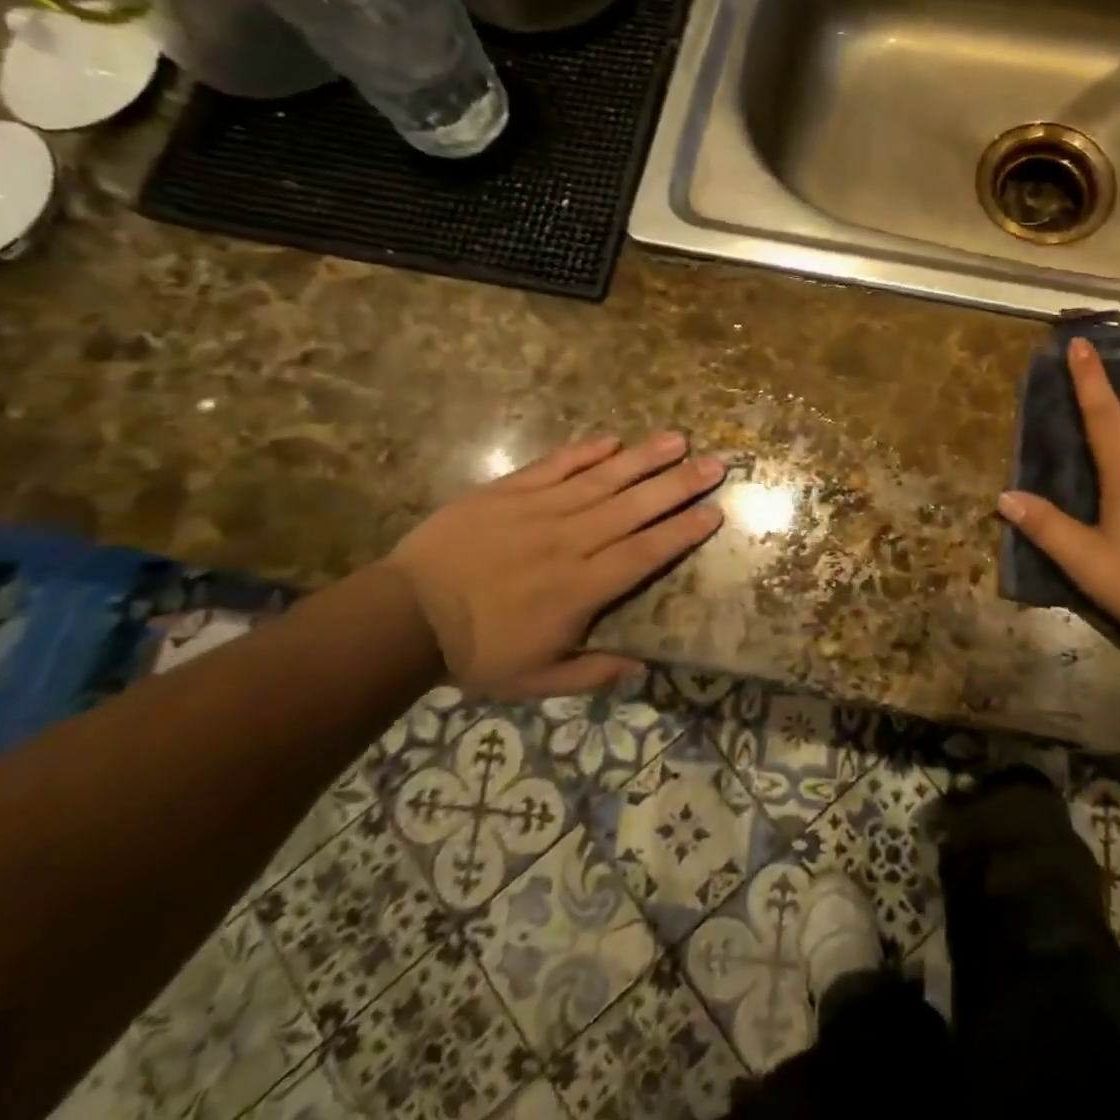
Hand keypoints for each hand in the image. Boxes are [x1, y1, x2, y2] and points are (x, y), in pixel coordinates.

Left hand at [384, 432, 724, 699]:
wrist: (404, 617)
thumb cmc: (475, 652)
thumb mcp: (536, 680)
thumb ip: (591, 672)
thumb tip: (641, 665)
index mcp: (581, 588)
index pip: (645, 553)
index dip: (682, 532)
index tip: (714, 512)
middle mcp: (570, 541)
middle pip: (635, 508)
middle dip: (679, 485)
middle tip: (716, 464)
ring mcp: (539, 510)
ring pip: (603, 479)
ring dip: (643, 459)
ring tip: (678, 440)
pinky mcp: (509, 491)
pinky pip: (555, 466)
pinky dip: (584, 452)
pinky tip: (612, 440)